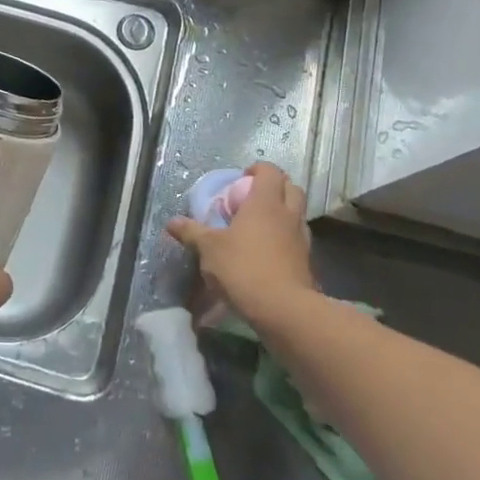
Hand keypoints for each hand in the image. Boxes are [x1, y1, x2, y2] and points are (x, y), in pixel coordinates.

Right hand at [166, 163, 315, 325]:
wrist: (284, 310)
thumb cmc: (244, 268)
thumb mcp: (209, 249)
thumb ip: (192, 232)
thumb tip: (172, 222)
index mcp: (265, 203)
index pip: (270, 171)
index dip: (257, 169)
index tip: (241, 178)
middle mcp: (288, 215)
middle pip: (291, 187)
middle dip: (274, 187)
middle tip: (252, 198)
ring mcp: (302, 238)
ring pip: (297, 213)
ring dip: (282, 212)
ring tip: (259, 225)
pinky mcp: (307, 261)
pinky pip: (297, 238)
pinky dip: (285, 236)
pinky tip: (268, 250)